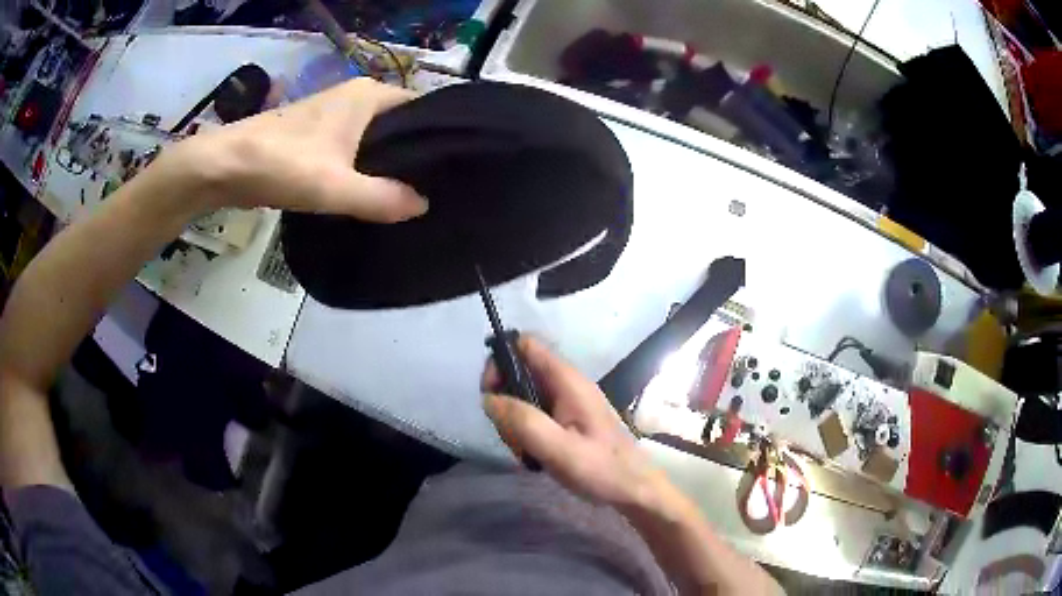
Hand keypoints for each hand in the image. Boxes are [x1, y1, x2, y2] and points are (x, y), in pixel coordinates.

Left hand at [155, 78, 427, 222]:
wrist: (224, 167)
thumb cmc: (281, 164)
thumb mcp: (335, 186)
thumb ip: (382, 197)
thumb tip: (423, 206)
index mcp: (368, 95)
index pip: (422, 107)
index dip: (438, 135)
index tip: (454, 166)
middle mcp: (355, 97)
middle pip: (400, 123)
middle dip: (414, 152)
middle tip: (437, 187)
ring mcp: (333, 114)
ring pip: (375, 136)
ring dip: (388, 161)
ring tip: (412, 192)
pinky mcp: (316, 133)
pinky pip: (354, 146)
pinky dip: (365, 165)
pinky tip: (371, 191)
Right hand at [482, 336, 667, 508]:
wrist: (633, 489)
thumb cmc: (602, 469)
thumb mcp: (560, 449)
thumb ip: (524, 422)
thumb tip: (489, 399)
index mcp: (568, 381)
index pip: (526, 345)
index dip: (501, 360)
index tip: (490, 393)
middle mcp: (566, 385)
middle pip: (520, 372)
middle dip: (504, 399)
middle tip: (508, 432)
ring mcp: (567, 403)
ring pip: (523, 396)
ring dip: (513, 421)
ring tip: (523, 451)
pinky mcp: (566, 421)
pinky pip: (534, 415)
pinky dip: (524, 431)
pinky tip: (531, 455)